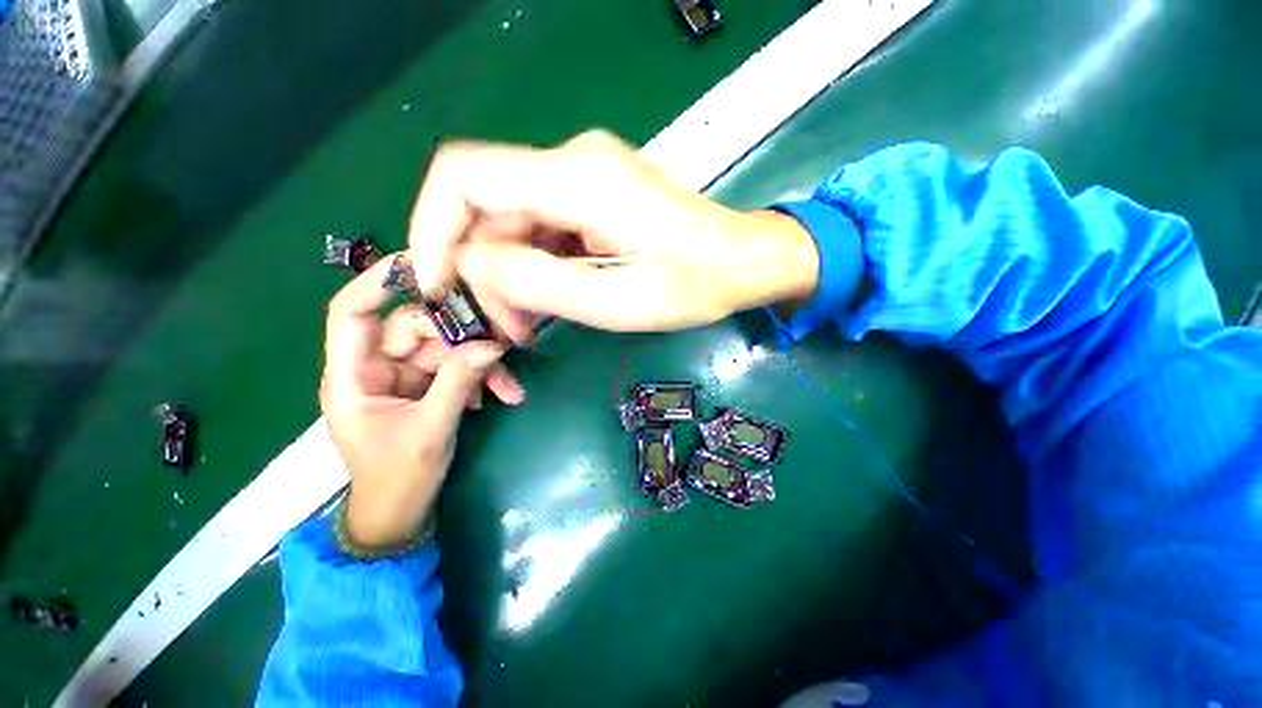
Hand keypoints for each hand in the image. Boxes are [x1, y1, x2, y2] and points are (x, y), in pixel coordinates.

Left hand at [320, 256, 525, 548]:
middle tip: (502, 347)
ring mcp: (406, 376)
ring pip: (446, 350)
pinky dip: (481, 380)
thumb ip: (458, 383)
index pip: (352, 313)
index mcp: (353, 376)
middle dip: (462, 339)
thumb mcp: (430, 430)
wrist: (402, 512)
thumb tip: (490, 345)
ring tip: (510, 389)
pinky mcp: (428, 386)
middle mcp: (377, 367)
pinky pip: (457, 369)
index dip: (378, 282)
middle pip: (418, 329)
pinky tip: (500, 397)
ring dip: (481, 366)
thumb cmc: (397, 478)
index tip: (422, 263)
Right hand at [407, 130, 819, 337]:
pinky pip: (540, 229)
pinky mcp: (593, 196)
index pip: (463, 176)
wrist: (742, 261)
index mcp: (578, 179)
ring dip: (512, 278)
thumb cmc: (694, 286)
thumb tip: (471, 263)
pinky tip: (552, 301)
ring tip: (534, 326)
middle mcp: (573, 163)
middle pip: (488, 212)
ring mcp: (583, 176)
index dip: (432, 229)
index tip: (438, 286)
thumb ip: (538, 282)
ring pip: (513, 225)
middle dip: (486, 275)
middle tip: (513, 331)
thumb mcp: (617, 301)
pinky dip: (535, 269)